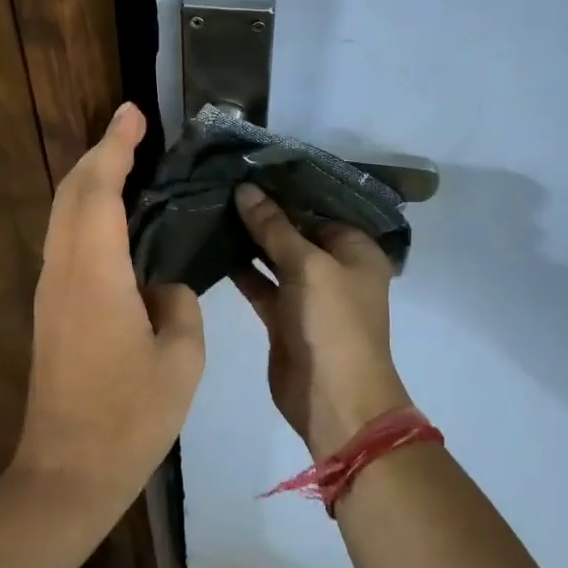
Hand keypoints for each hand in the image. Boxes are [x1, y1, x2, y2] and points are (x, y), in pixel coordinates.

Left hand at [11, 103, 204, 518]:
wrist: (66, 474)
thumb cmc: (129, 417)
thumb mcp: (180, 359)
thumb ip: (178, 304)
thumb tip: (162, 286)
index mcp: (95, 275)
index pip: (99, 190)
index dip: (115, 147)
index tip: (133, 113)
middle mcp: (63, 271)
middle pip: (71, 193)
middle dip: (99, 154)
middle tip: (134, 131)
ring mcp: (51, 292)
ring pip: (63, 216)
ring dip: (90, 182)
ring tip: (128, 164)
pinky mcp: (51, 312)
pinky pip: (67, 242)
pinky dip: (88, 214)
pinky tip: (117, 221)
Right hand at [231, 184, 413, 459]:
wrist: (334, 400)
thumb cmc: (333, 323)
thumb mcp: (308, 266)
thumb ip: (275, 228)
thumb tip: (246, 189)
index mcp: (356, 249)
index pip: (318, 207)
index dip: (285, 189)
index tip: (248, 167)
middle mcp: (335, 267)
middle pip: (296, 230)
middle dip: (263, 212)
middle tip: (222, 183)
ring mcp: (308, 294)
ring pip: (275, 257)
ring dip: (249, 239)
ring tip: (212, 207)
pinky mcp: (283, 317)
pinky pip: (261, 284)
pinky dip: (241, 269)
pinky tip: (212, 247)